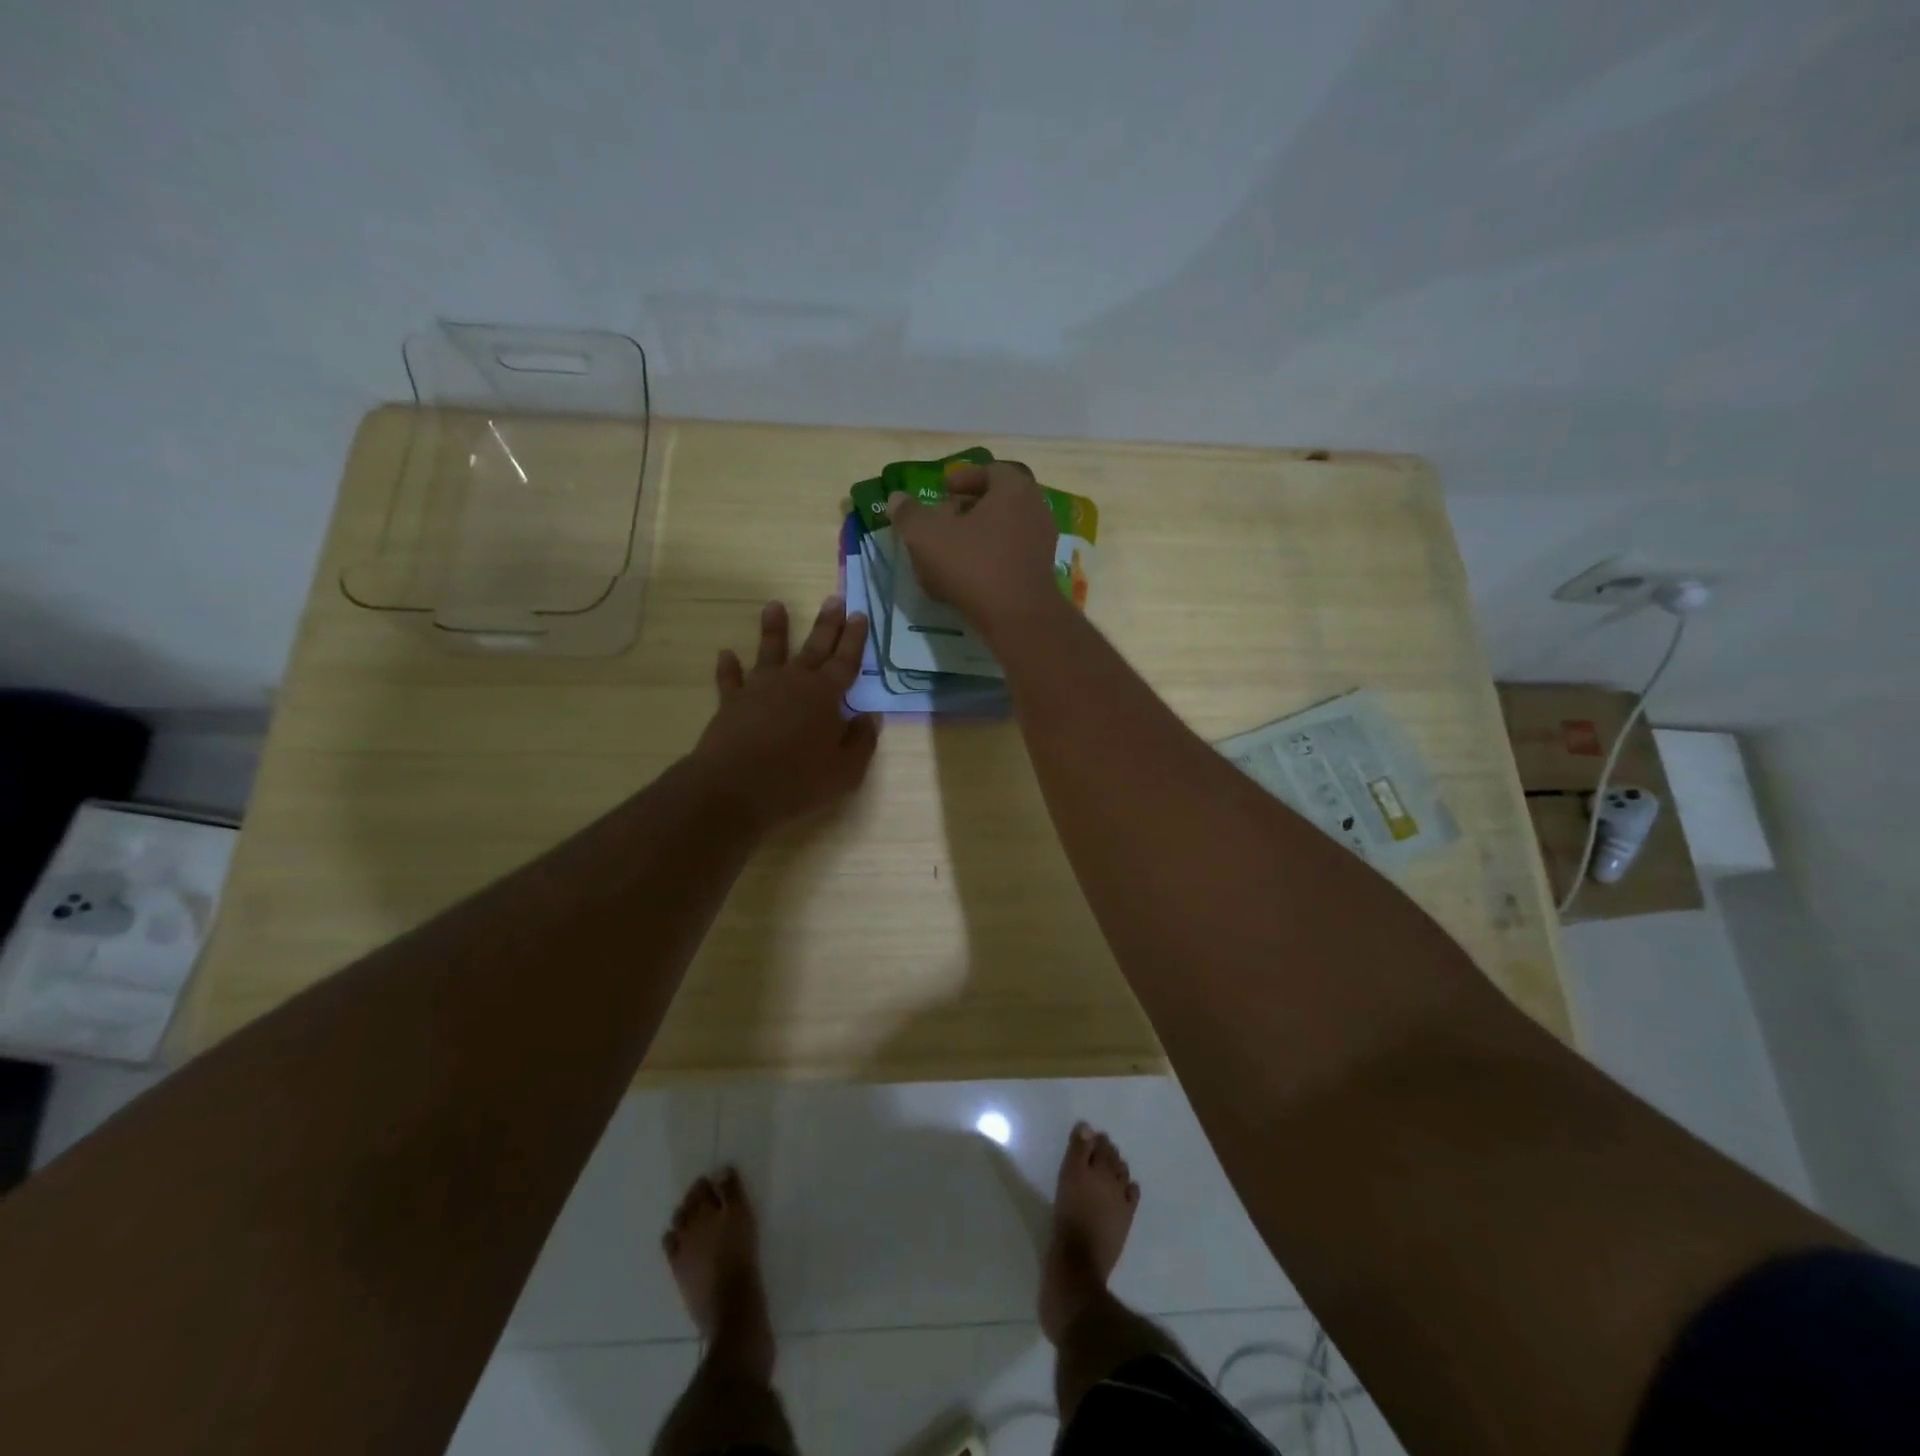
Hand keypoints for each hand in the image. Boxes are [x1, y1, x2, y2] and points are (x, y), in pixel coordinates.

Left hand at [692, 598, 878, 829]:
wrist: (735, 787)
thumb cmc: (798, 780)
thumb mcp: (846, 770)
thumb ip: (861, 741)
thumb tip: (869, 717)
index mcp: (826, 695)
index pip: (846, 661)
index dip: (855, 639)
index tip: (860, 615)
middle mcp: (794, 682)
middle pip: (814, 648)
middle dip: (826, 624)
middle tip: (834, 599)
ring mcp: (759, 689)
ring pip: (770, 652)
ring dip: (774, 629)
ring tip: (775, 605)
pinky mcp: (731, 703)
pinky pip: (730, 679)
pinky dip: (729, 667)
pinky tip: (726, 654)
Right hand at [886, 462, 1062, 640]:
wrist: (1017, 618)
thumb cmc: (973, 565)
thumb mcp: (927, 536)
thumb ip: (909, 514)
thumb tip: (897, 499)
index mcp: (1014, 489)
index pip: (990, 471)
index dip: (963, 478)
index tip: (942, 491)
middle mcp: (1035, 510)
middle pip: (998, 501)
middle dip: (969, 509)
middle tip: (943, 520)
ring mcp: (1042, 543)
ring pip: (1003, 530)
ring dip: (977, 537)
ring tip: (950, 552)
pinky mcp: (1040, 573)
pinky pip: (1010, 556)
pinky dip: (989, 560)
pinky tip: (966, 578)